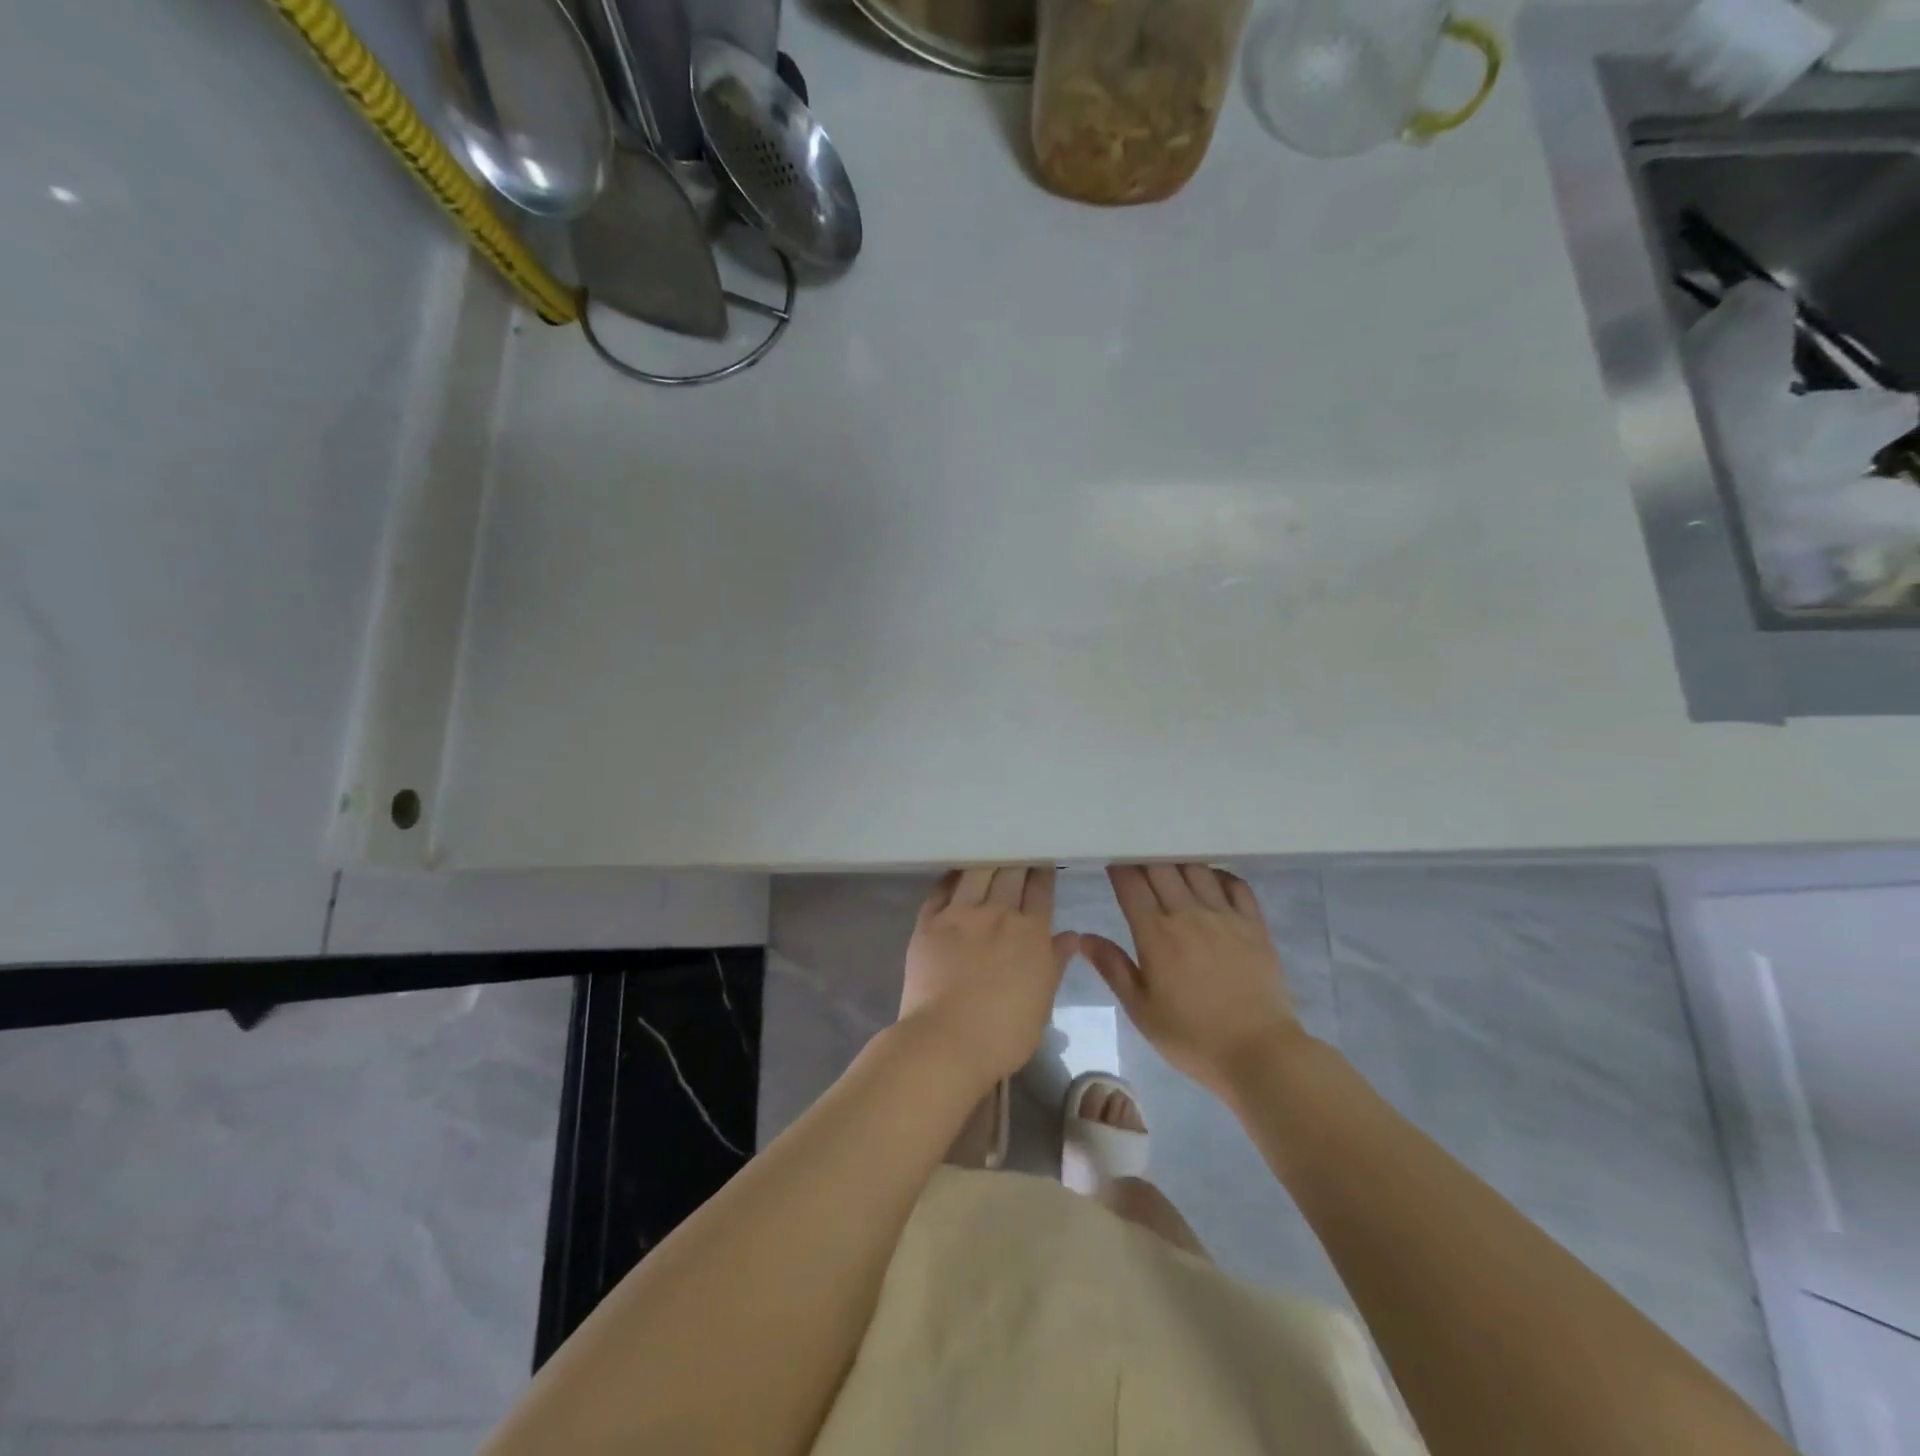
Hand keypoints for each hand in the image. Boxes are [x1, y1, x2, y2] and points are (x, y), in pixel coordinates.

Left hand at [898, 867, 1078, 1090]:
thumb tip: (1071, 937)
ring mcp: (960, 915)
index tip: (1042, 858)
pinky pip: (941, 889)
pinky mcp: (928, 922)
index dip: (1042, 871)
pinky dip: (951, 877)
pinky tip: (955, 871)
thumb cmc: (1003, 1034)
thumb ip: (1054, 964)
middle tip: (1017, 845)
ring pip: (977, 872)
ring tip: (989, 849)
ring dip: (986, 859)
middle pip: (1010, 873)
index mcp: (1031, 934)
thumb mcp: (1042, 1003)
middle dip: (1017, 857)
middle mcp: (998, 914)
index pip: (1041, 891)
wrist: (946, 1041)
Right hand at [1082, 864, 1302, 1095]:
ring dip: (1179, 860)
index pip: (1131, 884)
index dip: (1119, 866)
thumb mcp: (1141, 1010)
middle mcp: (1188, 914)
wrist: (1260, 1053)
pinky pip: (1236, 884)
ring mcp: (1225, 916)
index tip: (1112, 859)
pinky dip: (1218, 874)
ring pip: (1197, 869)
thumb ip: (1113, 968)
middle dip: (1145, 856)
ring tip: (1170, 861)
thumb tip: (1083, 938)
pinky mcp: (1254, 924)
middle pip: (1162, 867)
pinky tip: (1210, 878)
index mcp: (1156, 934)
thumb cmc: (1192, 1036)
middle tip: (1137, 856)